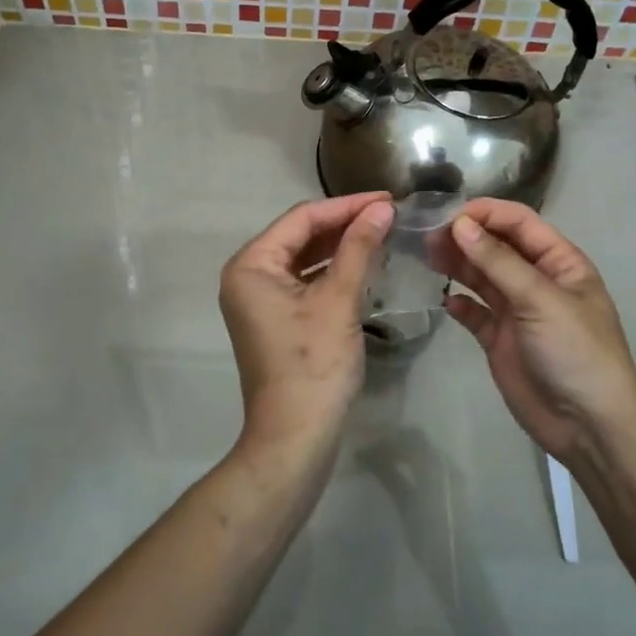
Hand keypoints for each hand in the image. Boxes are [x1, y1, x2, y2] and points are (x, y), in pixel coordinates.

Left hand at [219, 193, 393, 453]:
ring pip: (303, 259)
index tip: (387, 198)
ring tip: (382, 233)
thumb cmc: (314, 364)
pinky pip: (304, 282)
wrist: (296, 436)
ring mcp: (258, 300)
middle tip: (389, 214)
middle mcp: (247, 276)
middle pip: (299, 235)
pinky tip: (363, 264)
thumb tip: (382, 208)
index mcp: (251, 265)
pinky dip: (332, 272)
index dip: (346, 205)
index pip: (301, 218)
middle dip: (344, 224)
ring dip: (340, 246)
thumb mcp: (339, 300)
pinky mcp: (274, 319)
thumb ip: (358, 248)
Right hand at [437, 199, 635, 460]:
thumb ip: (498, 261)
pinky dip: (459, 304)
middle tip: (427, 237)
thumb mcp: (540, 299)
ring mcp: (517, 311)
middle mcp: (537, 280)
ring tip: (427, 257)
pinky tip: (445, 301)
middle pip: (496, 246)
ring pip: (481, 276)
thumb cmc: (575, 351)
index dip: (485, 213)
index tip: (447, 215)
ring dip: (457, 264)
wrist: (589, 425)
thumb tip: (460, 224)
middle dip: (465, 237)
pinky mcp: (499, 340)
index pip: (519, 223)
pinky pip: (474, 313)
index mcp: (559, 262)